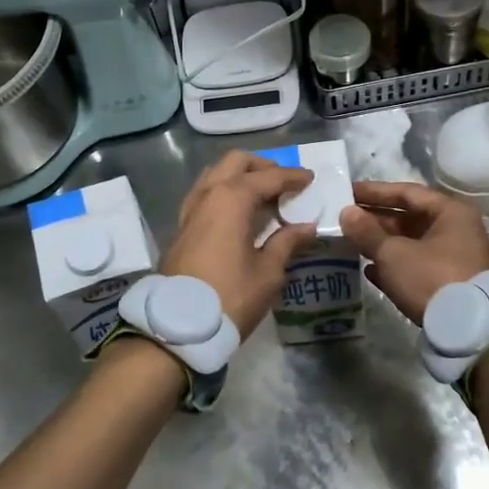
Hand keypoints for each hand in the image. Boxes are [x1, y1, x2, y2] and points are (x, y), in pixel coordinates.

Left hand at [163, 152, 319, 338]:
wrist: (178, 326)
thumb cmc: (230, 296)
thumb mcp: (268, 272)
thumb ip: (287, 242)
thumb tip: (306, 226)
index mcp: (232, 198)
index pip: (268, 176)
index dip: (293, 177)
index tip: (310, 179)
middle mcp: (208, 194)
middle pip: (236, 162)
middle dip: (263, 166)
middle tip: (284, 183)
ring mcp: (190, 209)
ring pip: (216, 174)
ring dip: (241, 176)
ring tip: (263, 195)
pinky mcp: (182, 226)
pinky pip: (206, 193)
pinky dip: (225, 192)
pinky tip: (240, 212)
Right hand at [340, 180, 488, 325]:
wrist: (466, 330)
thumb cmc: (430, 278)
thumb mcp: (393, 253)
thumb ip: (367, 232)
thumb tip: (346, 213)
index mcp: (451, 213)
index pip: (407, 192)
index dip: (375, 192)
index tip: (348, 192)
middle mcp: (457, 230)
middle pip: (410, 218)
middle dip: (376, 219)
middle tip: (346, 218)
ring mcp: (455, 258)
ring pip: (412, 243)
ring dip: (382, 243)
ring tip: (352, 242)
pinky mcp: (450, 283)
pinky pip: (417, 266)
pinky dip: (394, 265)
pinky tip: (368, 270)